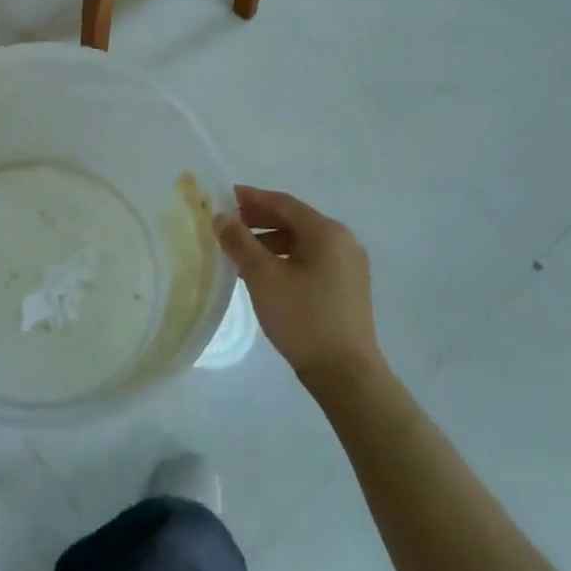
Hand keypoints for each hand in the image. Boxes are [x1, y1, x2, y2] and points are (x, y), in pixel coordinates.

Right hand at [212, 186, 380, 385]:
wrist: (346, 374)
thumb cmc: (303, 318)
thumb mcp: (263, 277)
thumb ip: (239, 242)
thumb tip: (221, 217)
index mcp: (327, 232)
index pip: (284, 203)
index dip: (252, 198)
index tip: (224, 197)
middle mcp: (343, 242)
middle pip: (294, 220)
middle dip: (259, 219)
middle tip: (228, 224)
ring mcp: (349, 266)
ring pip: (302, 242)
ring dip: (270, 241)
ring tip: (241, 252)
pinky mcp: (347, 288)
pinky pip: (311, 260)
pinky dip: (285, 258)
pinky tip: (265, 273)